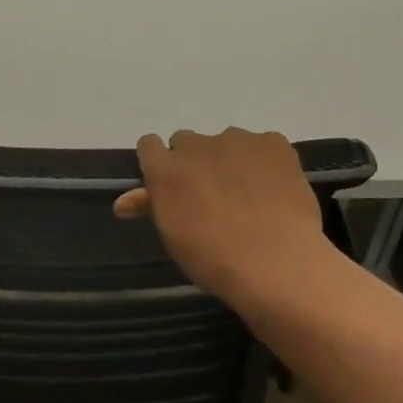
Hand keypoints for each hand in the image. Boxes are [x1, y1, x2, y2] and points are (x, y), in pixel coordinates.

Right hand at [114, 128, 332, 294]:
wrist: (278, 263)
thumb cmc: (214, 259)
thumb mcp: (174, 236)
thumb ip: (152, 206)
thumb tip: (124, 201)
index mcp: (165, 168)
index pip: (149, 145)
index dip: (159, 163)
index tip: (171, 185)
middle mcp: (196, 144)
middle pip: (187, 142)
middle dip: (194, 163)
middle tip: (211, 195)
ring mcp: (237, 139)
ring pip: (226, 143)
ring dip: (229, 161)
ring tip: (249, 196)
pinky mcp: (273, 142)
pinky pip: (262, 146)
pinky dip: (264, 162)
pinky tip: (274, 190)